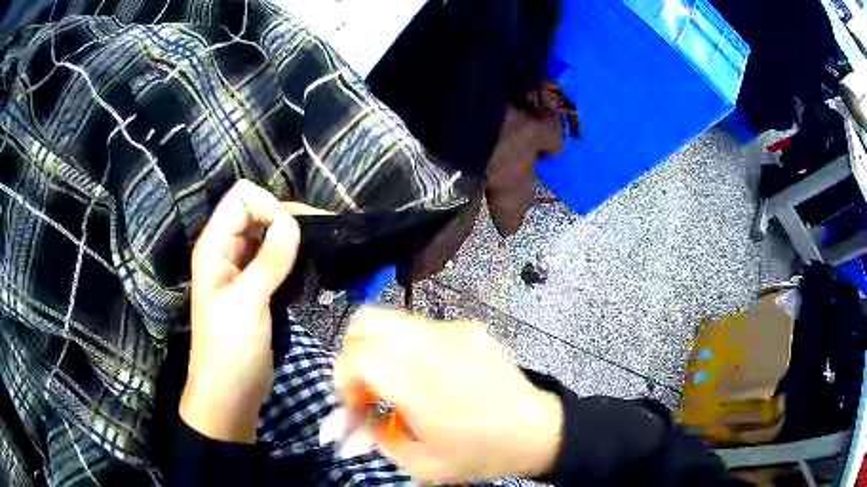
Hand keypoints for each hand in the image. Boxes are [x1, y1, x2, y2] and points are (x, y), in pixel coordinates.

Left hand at [181, 180, 300, 443]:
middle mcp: (227, 250)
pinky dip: (296, 258)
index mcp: (214, 246)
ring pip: (271, 235)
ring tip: (324, 252)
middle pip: (259, 211)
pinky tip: (314, 268)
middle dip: (288, 219)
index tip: (292, 235)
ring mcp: (243, 269)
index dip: (268, 207)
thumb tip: (293, 222)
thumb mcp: (246, 305)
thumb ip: (269, 261)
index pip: (242, 198)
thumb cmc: (229, 351)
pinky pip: (278, 259)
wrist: (230, 394)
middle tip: (322, 239)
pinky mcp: (259, 288)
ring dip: (296, 239)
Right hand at [334, 308, 563, 482]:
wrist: (538, 431)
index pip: (356, 357)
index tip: (353, 403)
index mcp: (420, 384)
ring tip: (393, 382)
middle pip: (366, 323)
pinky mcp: (468, 329)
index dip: (342, 380)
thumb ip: (379, 439)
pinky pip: (419, 326)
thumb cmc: (483, 453)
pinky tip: (423, 374)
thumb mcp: (422, 465)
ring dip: (378, 348)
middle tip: (365, 386)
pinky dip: (405, 345)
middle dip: (353, 355)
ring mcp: (454, 332)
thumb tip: (355, 420)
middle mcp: (434, 348)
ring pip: (390, 319)